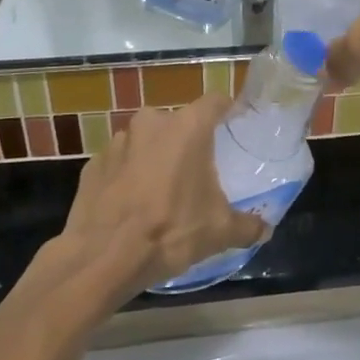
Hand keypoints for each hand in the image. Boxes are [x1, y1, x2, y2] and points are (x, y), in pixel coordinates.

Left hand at [57, 98, 268, 296]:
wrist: (103, 258)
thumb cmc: (170, 231)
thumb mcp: (219, 232)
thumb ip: (247, 225)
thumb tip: (265, 228)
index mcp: (188, 127)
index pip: (215, 101)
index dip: (226, 110)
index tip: (233, 123)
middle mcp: (152, 123)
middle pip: (178, 122)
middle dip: (187, 141)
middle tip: (196, 170)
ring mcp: (118, 142)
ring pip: (145, 141)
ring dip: (154, 157)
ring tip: (161, 190)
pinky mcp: (93, 164)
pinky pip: (119, 163)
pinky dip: (127, 176)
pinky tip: (131, 204)